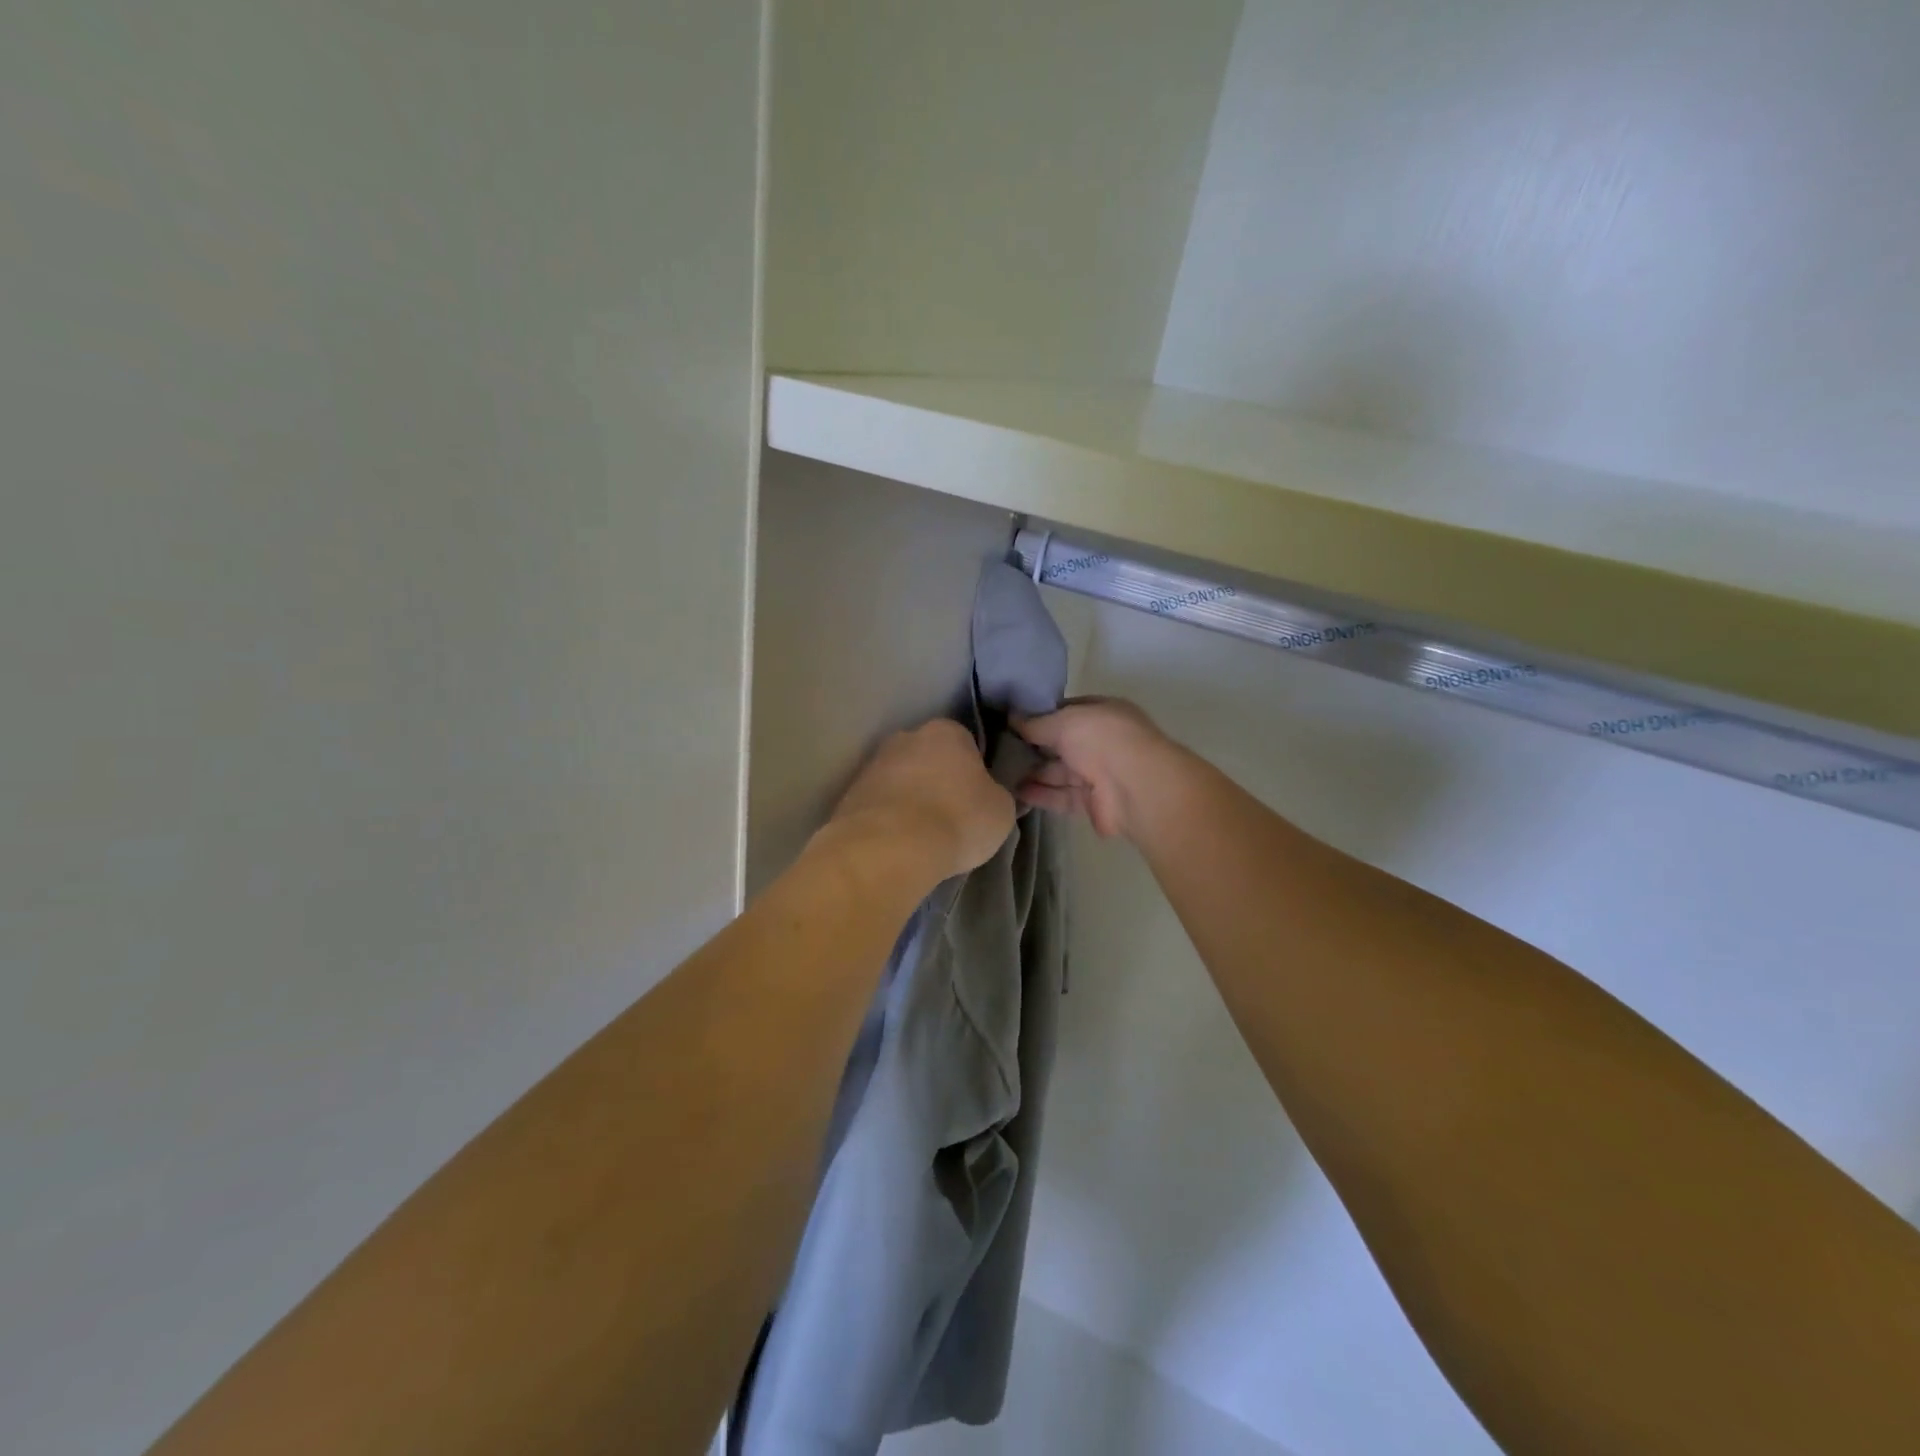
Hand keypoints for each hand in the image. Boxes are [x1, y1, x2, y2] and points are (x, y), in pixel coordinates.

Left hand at [824, 720, 1015, 884]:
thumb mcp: (1001, 811)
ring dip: (910, 799)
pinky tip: (897, 843)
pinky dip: (888, 819)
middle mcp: (906, 737)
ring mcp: (872, 764)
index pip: (967, 743)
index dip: (974, 771)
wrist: (890, 848)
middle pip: (929, 757)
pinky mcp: (850, 794)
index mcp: (947, 731)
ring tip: (921, 836)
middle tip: (950, 816)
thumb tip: (988, 796)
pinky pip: (879, 804)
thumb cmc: (957, 819)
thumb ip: (996, 795)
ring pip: (900, 780)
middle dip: (938, 781)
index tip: (977, 798)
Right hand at [1013, 697, 1177, 839]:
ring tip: (999, 772)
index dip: (1040, 715)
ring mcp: (1099, 774)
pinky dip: (1040, 795)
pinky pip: (1061, 797)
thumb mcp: (1064, 721)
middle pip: (1062, 745)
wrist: (1135, 787)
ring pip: (1060, 772)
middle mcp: (1102, 743)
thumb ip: (1036, 723)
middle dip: (1033, 747)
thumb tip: (1011, 718)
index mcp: (1103, 714)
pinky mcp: (1092, 804)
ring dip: (1032, 772)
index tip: (1011, 720)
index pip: (1067, 712)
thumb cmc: (1101, 739)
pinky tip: (1013, 792)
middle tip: (998, 748)